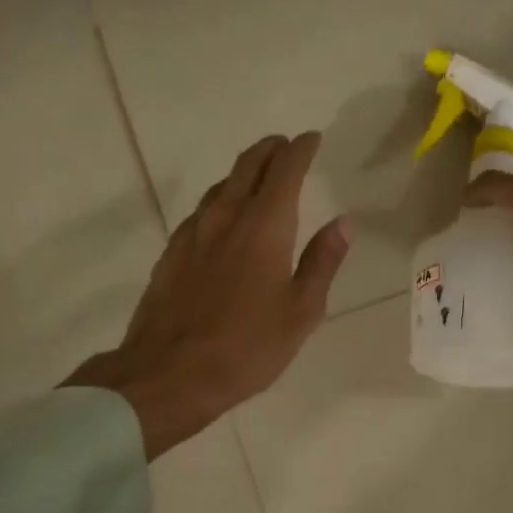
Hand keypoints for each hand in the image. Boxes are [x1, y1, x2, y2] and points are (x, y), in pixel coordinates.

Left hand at [65, 133, 350, 458]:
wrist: (169, 373)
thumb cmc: (247, 347)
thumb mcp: (301, 311)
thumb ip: (322, 262)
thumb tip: (343, 223)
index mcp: (265, 226)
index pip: (285, 169)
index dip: (301, 149)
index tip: (312, 139)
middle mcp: (226, 216)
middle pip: (248, 165)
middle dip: (270, 149)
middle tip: (285, 146)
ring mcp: (193, 232)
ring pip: (222, 186)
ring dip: (243, 173)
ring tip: (258, 177)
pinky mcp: (171, 252)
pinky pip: (201, 211)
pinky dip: (220, 201)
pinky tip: (223, 219)